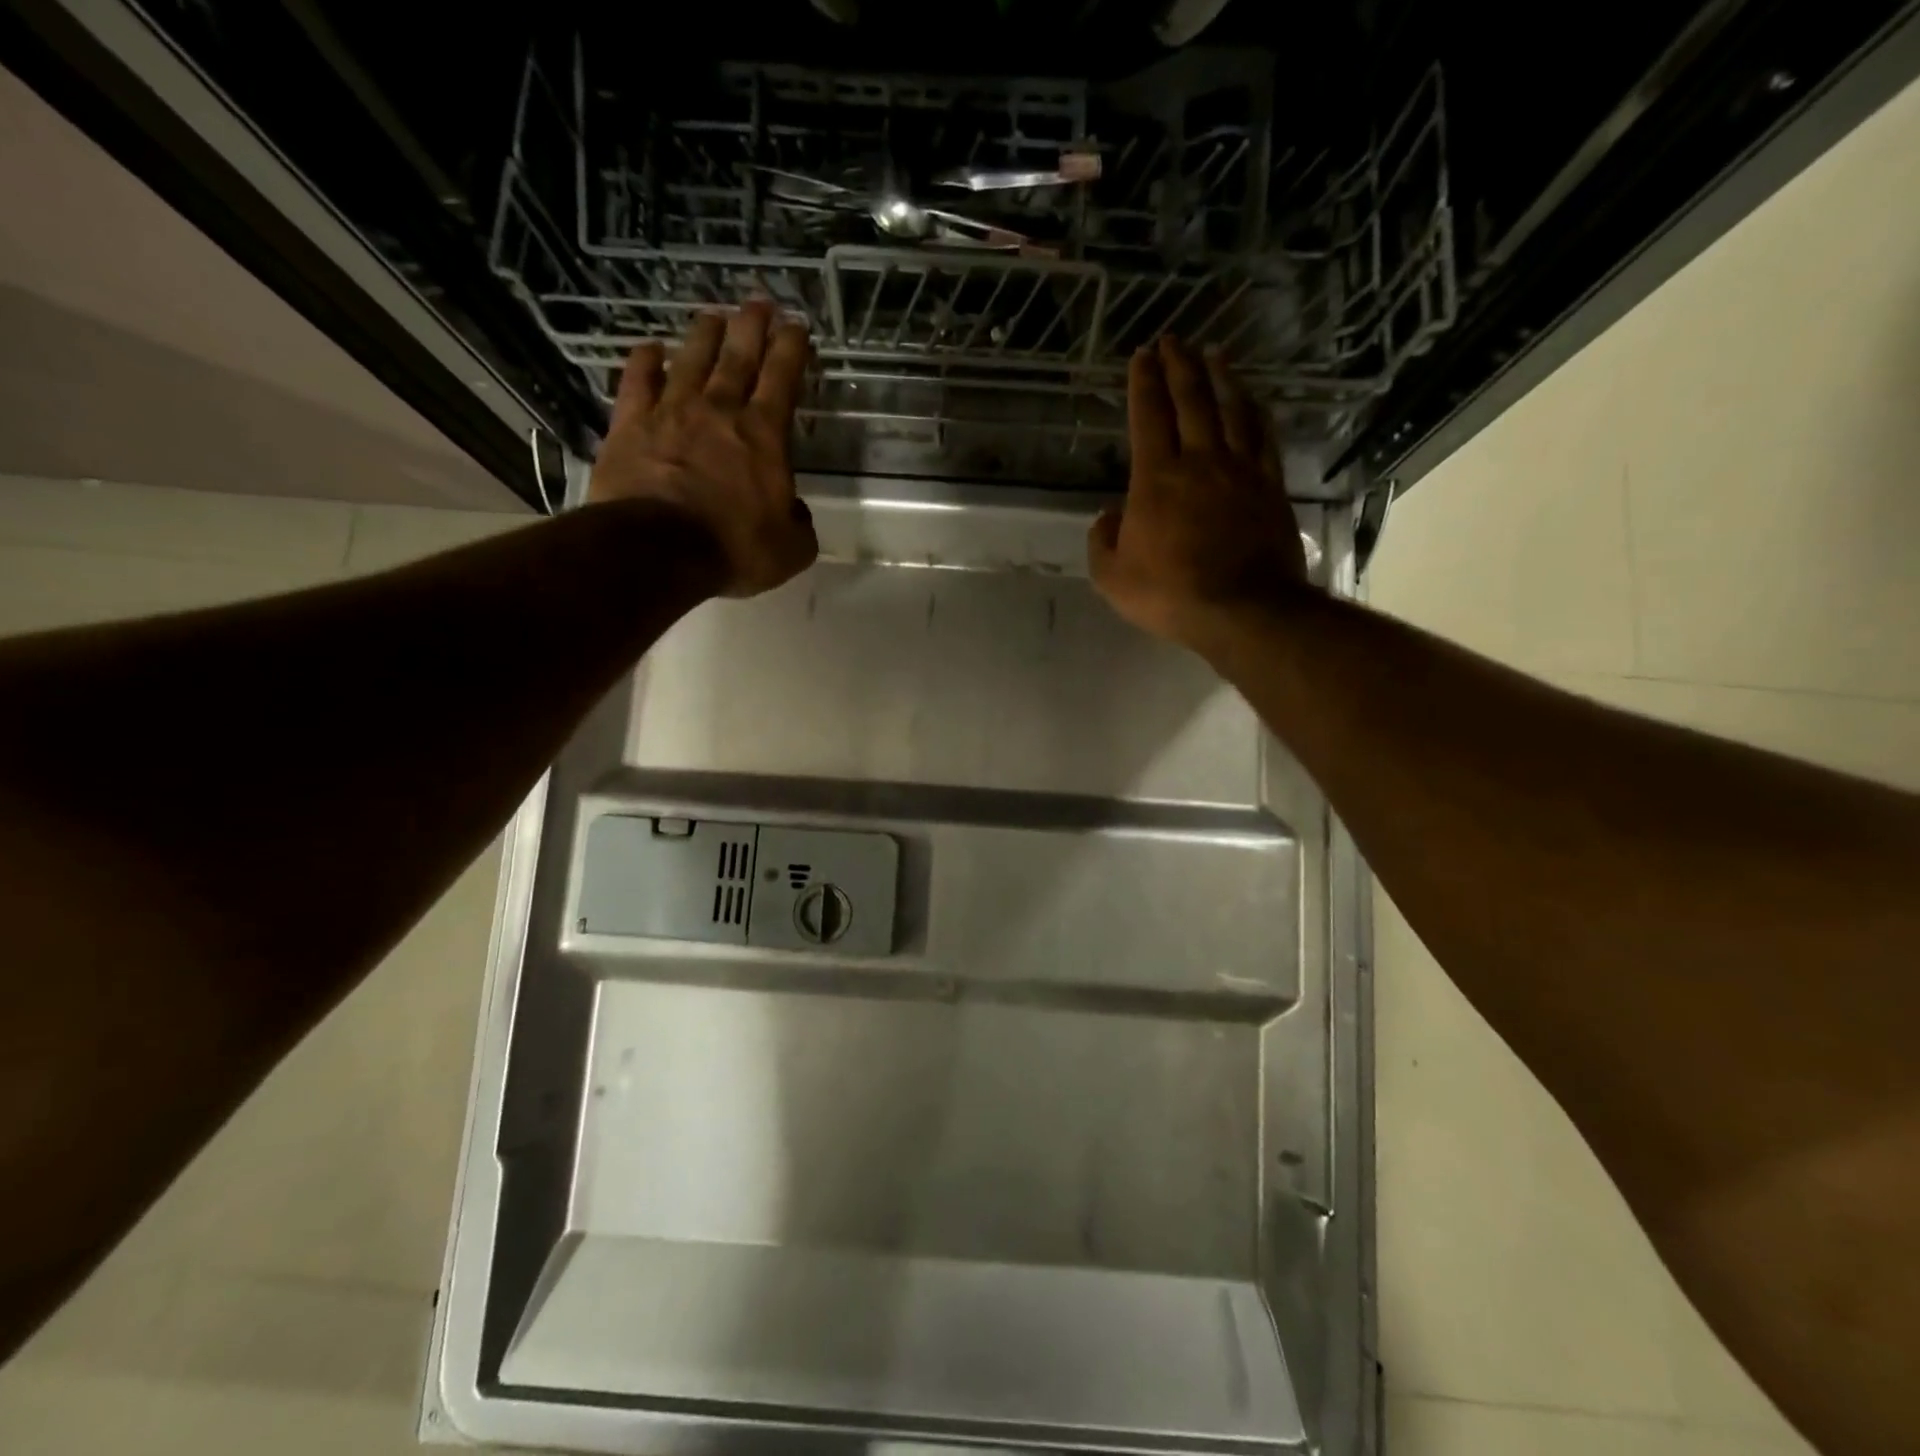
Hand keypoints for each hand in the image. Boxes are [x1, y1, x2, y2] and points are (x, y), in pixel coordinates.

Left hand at [589, 302, 818, 596]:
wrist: (658, 550)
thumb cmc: (734, 548)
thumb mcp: (791, 549)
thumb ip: (799, 524)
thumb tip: (793, 509)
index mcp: (764, 436)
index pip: (783, 379)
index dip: (792, 349)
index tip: (798, 325)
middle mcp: (719, 411)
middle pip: (738, 356)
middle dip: (752, 326)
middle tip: (760, 302)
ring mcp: (670, 412)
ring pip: (691, 359)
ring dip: (704, 334)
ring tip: (713, 315)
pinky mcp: (630, 424)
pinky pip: (638, 381)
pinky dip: (645, 360)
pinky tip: (650, 347)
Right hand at [1088, 336, 1308, 650]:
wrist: (1243, 609)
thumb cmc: (1170, 595)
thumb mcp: (1112, 577)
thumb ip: (1102, 541)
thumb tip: (1109, 515)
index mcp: (1156, 478)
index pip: (1148, 417)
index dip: (1143, 383)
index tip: (1142, 355)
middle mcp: (1199, 461)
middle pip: (1190, 401)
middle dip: (1179, 366)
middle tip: (1173, 339)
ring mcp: (1240, 470)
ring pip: (1230, 409)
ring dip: (1219, 377)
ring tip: (1213, 353)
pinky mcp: (1269, 485)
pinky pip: (1262, 435)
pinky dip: (1254, 410)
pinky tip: (1251, 399)